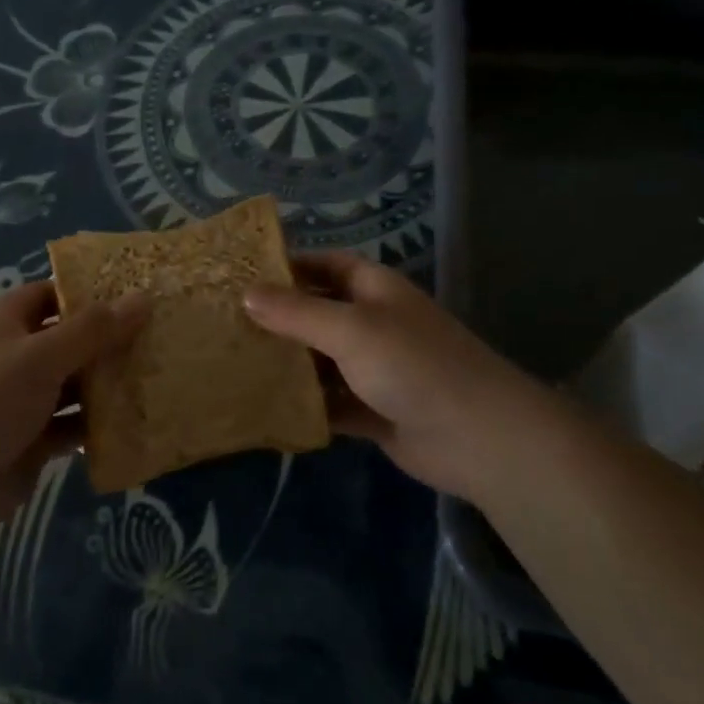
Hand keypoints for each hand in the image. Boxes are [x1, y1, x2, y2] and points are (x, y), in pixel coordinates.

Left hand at [0, 280, 146, 543]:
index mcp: (5, 323)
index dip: (89, 291)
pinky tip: (136, 423)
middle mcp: (14, 357)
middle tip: (161, 336)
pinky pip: (71, 426)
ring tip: (159, 376)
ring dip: (108, 384)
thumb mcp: (42, 356)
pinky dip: (98, 425)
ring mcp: (21, 401)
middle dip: (109, 340)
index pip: (51, 294)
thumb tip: (143, 297)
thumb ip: (94, 329)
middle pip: (68, 340)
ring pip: (73, 385)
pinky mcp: (31, 441)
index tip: (136, 292)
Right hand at [243, 253, 571, 500]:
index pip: (326, 265)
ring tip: (234, 365)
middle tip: (225, 324)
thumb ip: (296, 312)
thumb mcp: (350, 329)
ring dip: (288, 364)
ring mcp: (375, 370)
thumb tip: (246, 294)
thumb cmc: (413, 364)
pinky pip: (330, 402)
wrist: (479, 438)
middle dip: (278, 318)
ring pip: (321, 361)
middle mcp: (374, 324)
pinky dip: (305, 405)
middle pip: (318, 313)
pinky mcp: (373, 411)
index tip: (242, 275)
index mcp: (374, 290)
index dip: (289, 266)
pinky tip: (265, 408)